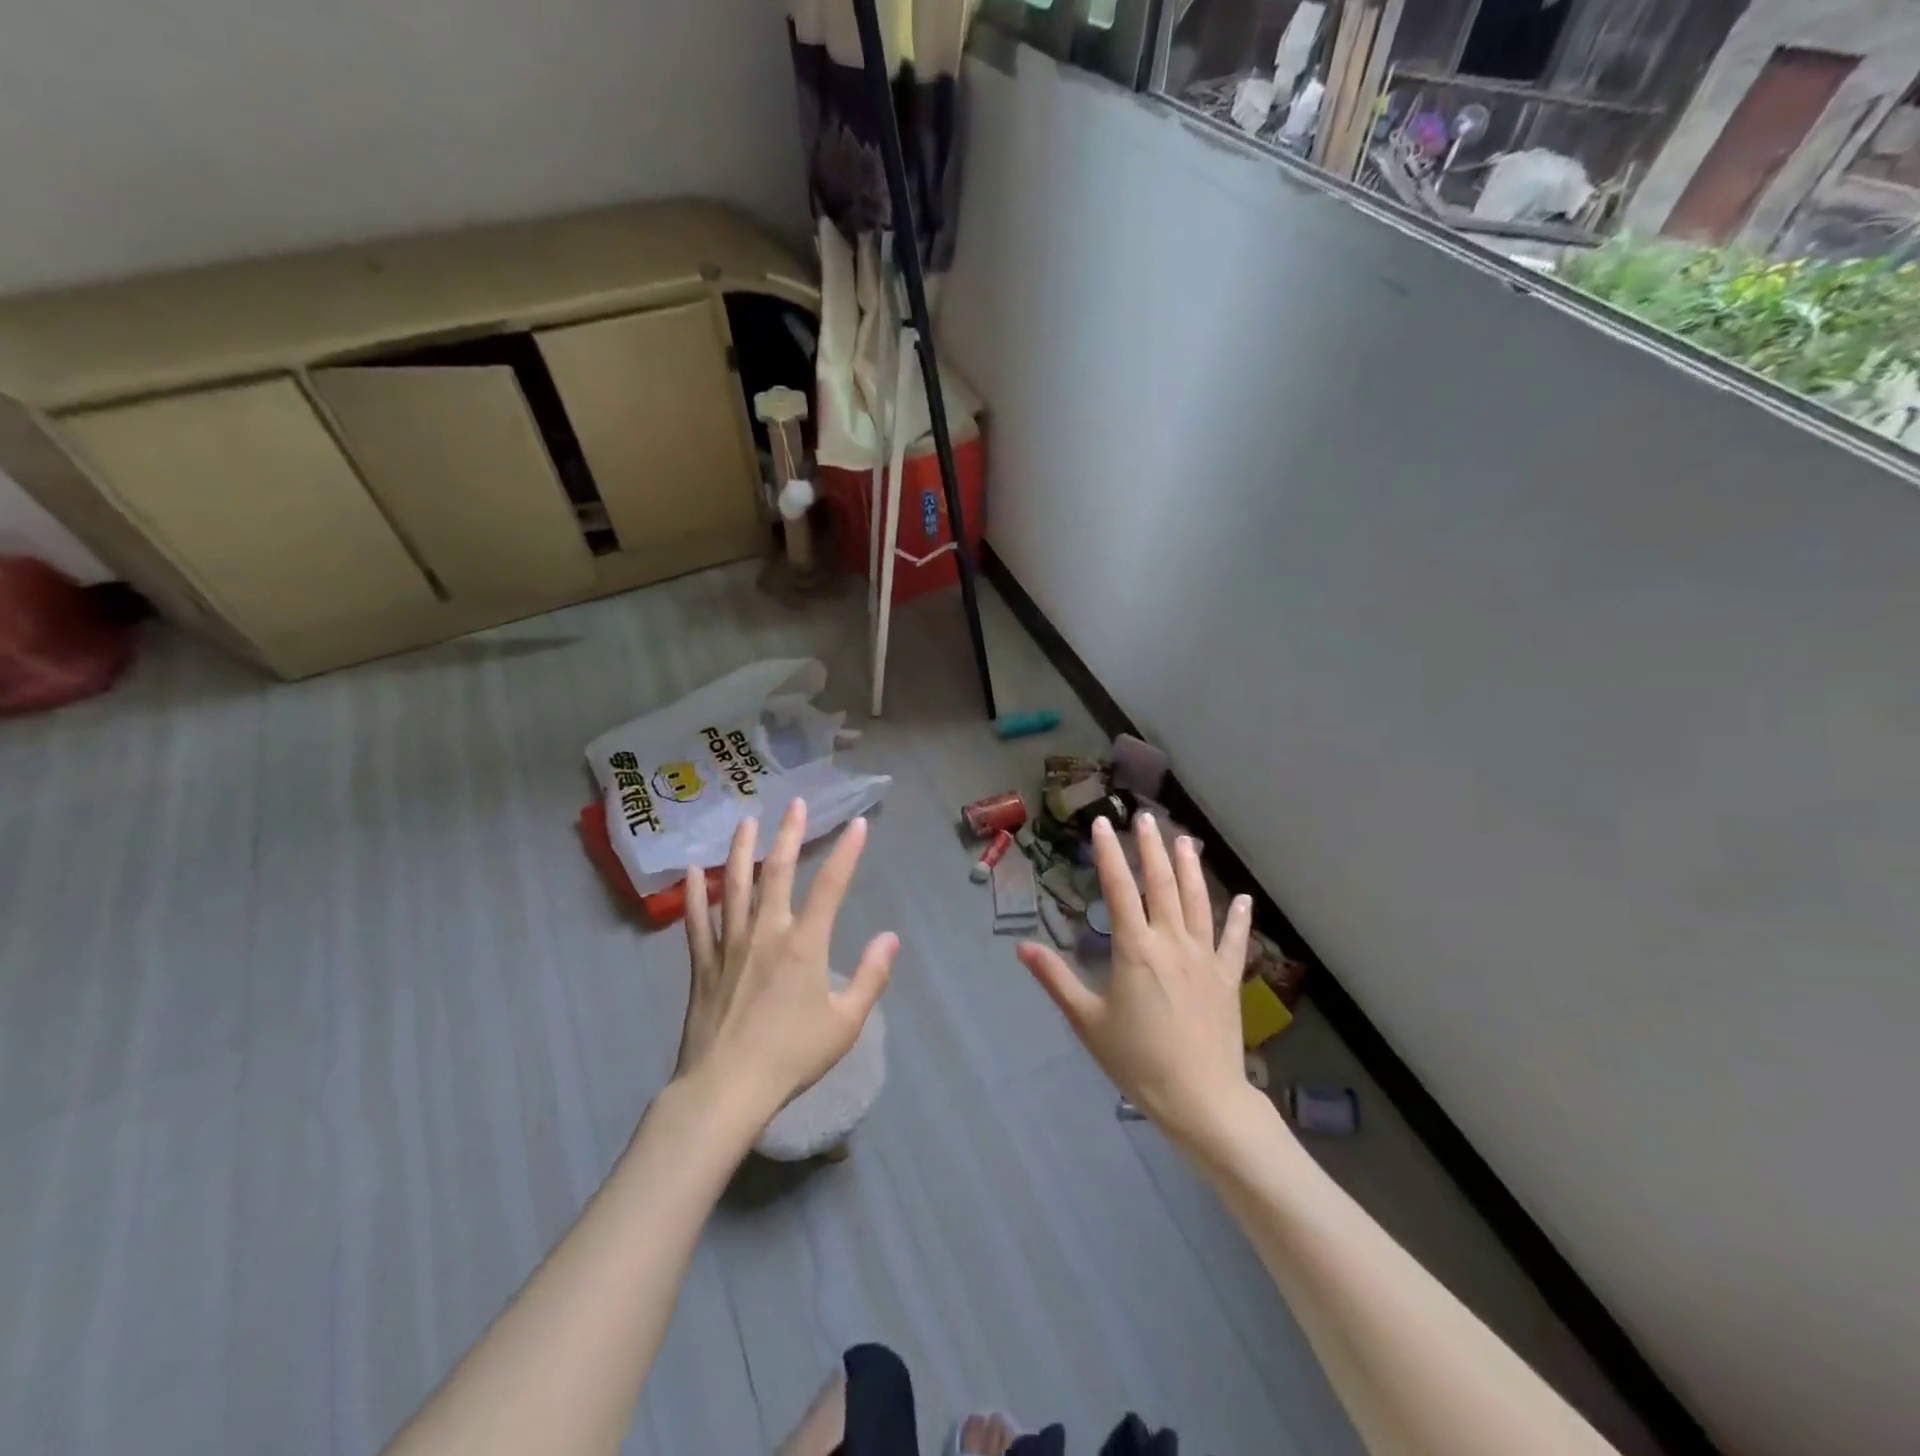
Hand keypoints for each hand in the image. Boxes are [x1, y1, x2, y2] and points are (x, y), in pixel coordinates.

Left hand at [675, 799, 897, 1124]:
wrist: (726, 1089)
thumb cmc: (792, 1056)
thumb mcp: (846, 1023)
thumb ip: (871, 977)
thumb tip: (890, 938)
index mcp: (804, 945)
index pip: (831, 886)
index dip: (846, 852)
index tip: (857, 824)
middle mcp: (766, 933)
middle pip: (776, 873)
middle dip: (788, 835)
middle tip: (794, 803)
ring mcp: (729, 946)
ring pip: (734, 887)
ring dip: (740, 851)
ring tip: (746, 821)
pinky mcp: (702, 965)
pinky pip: (697, 921)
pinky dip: (695, 894)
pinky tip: (693, 870)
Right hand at [1018, 814, 1255, 1145]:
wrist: (1200, 1098)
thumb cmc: (1137, 1060)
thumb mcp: (1087, 1021)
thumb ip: (1056, 979)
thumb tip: (1022, 947)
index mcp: (1136, 949)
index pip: (1119, 889)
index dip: (1109, 853)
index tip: (1102, 824)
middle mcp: (1172, 942)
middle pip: (1162, 883)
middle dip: (1152, 847)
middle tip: (1146, 817)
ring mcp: (1205, 957)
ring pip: (1198, 901)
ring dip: (1190, 868)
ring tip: (1186, 840)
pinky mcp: (1228, 977)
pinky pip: (1234, 940)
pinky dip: (1238, 918)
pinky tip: (1242, 898)